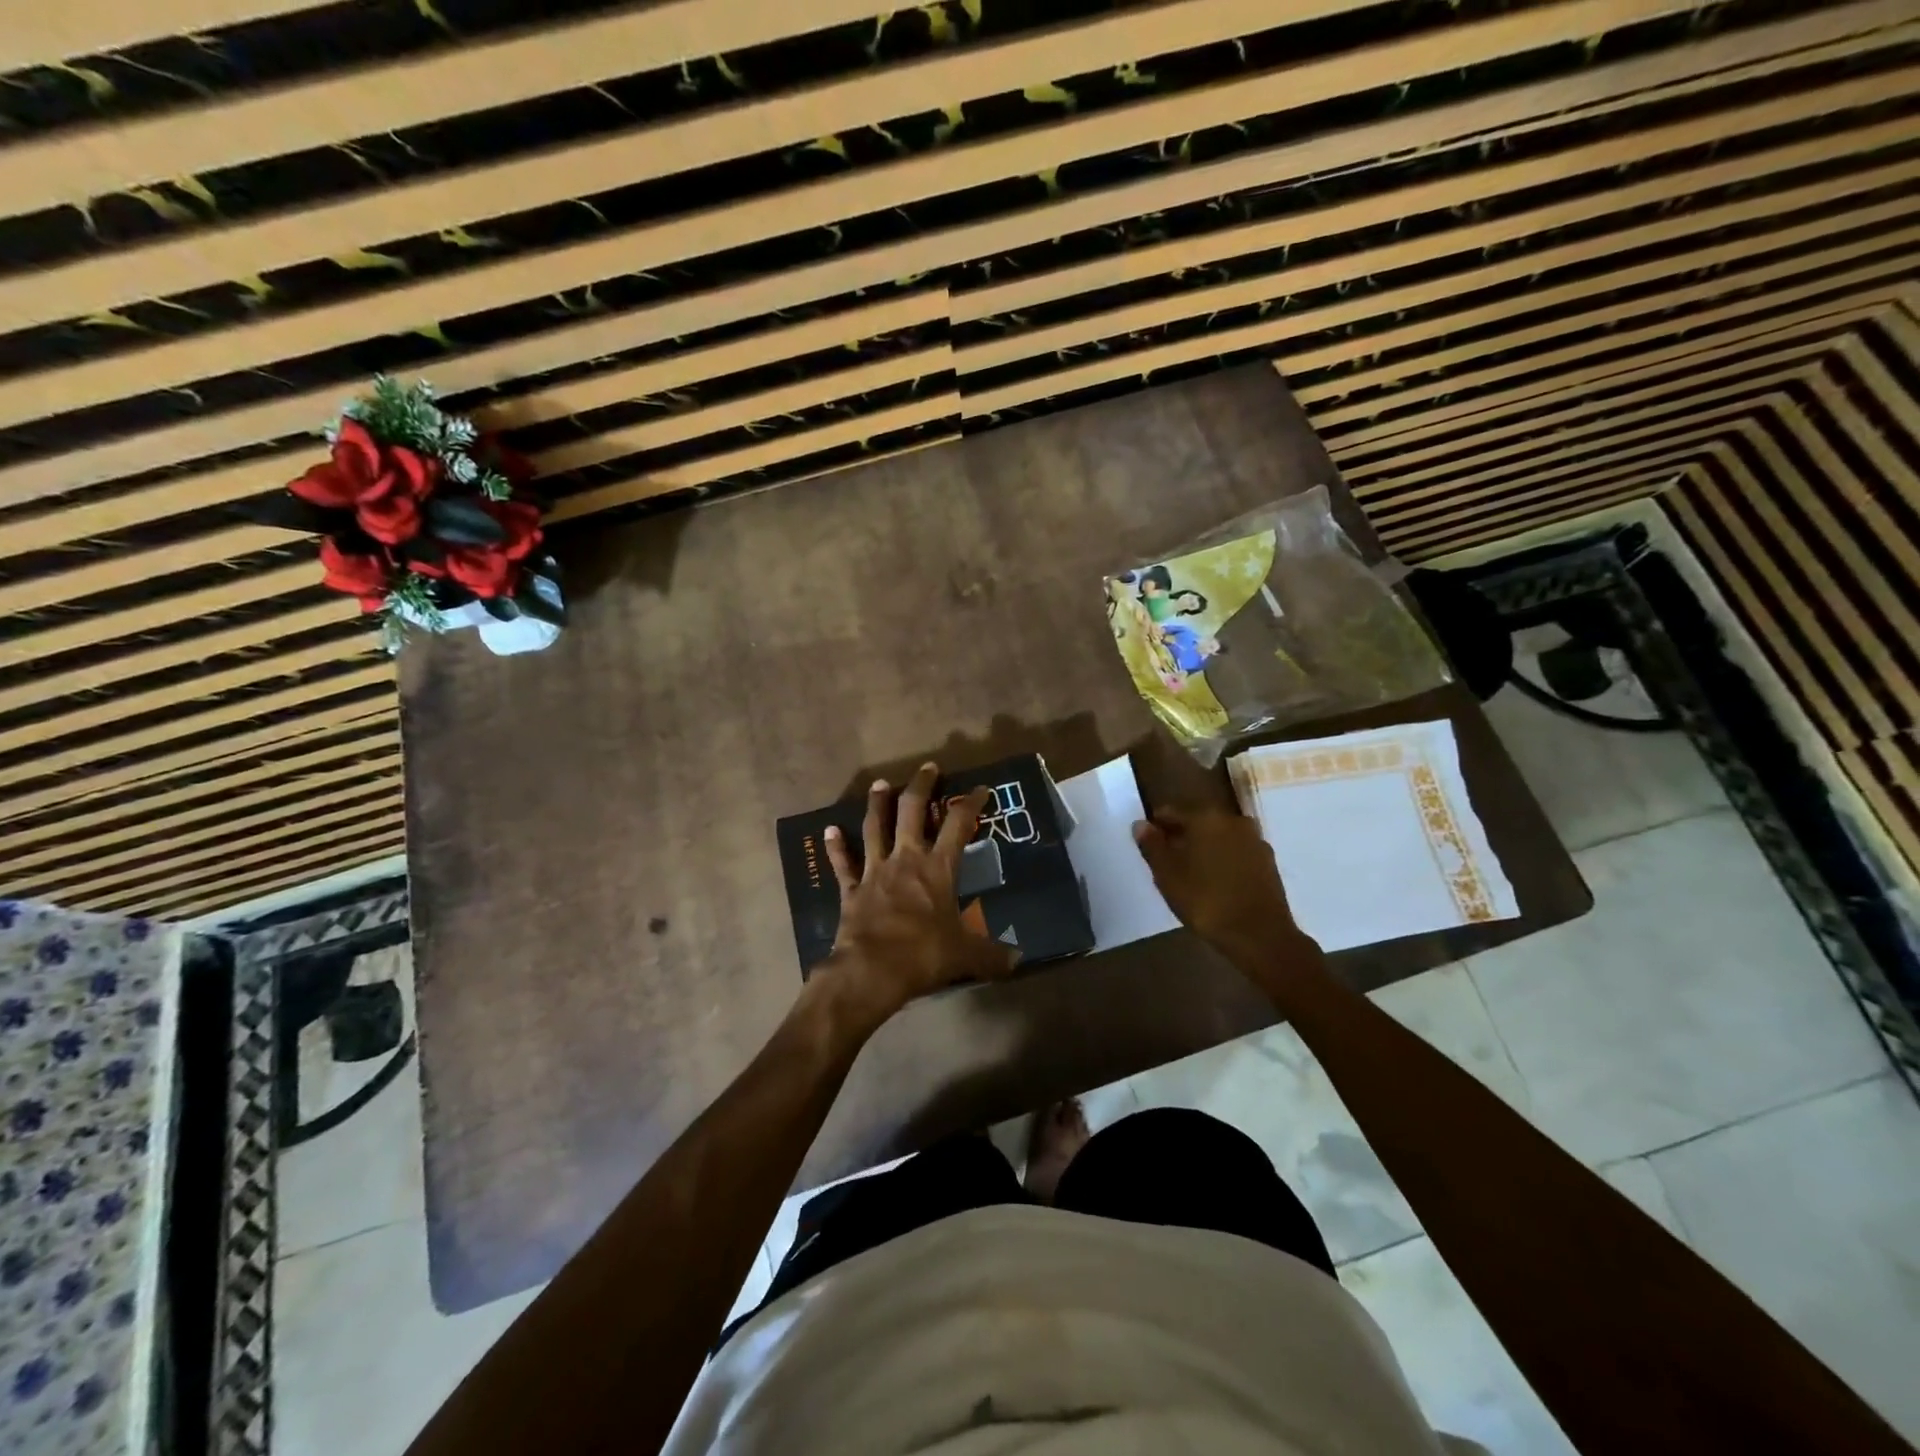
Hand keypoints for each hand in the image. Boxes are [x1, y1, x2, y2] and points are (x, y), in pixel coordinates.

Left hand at [818, 763, 1018, 1027]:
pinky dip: (836, 847)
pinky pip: (843, 864)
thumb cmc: (924, 954)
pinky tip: (829, 830)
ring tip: (880, 784)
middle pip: (912, 811)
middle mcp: (906, 859)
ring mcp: (875, 871)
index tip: (980, 789)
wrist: (872, 970)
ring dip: (878, 804)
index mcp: (938, 868)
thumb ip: (992, 954)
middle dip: (921, 787)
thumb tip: (1018, 960)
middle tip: (927, 768)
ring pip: (875, 828)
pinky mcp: (852, 890)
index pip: (958, 825)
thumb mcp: (966, 955)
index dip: (971, 803)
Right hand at [1132, 808, 1320, 972]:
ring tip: (1190, 874)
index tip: (1147, 845)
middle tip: (1166, 862)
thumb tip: (1141, 824)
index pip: (1171, 812)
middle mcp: (1233, 820)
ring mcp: (1254, 840)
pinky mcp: (1268, 861)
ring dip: (1204, 849)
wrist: (1259, 935)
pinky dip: (1223, 860)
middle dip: (1181, 837)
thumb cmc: (1206, 901)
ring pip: (1219, 837)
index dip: (1156, 827)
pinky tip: (1215, 882)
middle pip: (1197, 822)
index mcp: (1205, 817)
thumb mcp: (1167, 875)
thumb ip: (1152, 846)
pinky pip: (1236, 852)